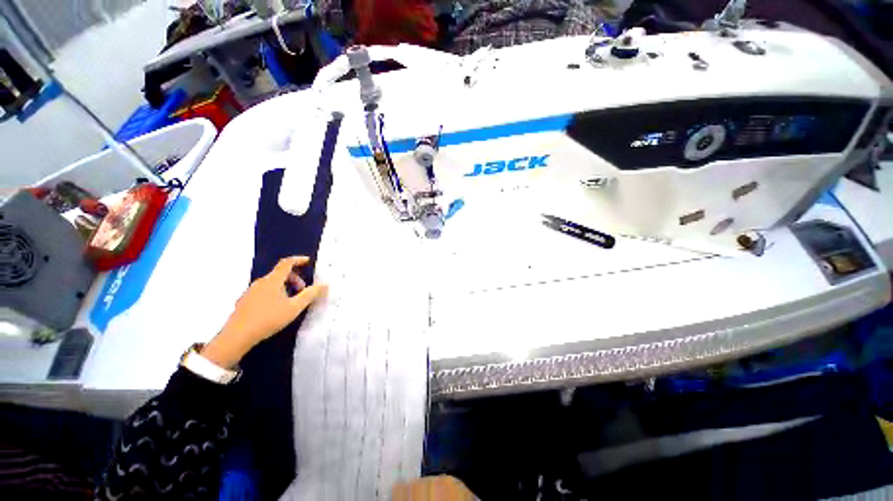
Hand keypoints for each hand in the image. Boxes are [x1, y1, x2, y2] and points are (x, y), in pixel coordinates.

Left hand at [201, 256, 326, 368]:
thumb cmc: (268, 319)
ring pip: (272, 283)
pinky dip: (275, 293)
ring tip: (291, 302)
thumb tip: (324, 284)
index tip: (308, 261)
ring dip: (285, 287)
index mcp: (273, 281)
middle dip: (295, 279)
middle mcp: (260, 282)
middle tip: (303, 291)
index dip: (298, 260)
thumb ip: (310, 294)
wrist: (237, 336)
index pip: (286, 263)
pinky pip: (264, 291)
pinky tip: (276, 309)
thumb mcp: (294, 307)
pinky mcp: (245, 301)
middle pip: (280, 274)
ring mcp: (250, 291)